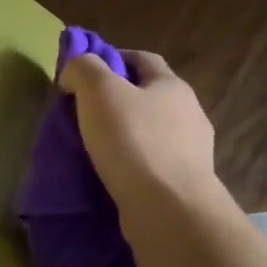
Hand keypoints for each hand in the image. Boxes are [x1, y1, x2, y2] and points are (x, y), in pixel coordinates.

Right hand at [58, 49, 229, 220]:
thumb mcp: (99, 92)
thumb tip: (74, 71)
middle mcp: (189, 112)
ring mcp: (191, 149)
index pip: (142, 59)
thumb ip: (84, 69)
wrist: (168, 207)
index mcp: (171, 85)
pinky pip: (152, 161)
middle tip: (84, 112)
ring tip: (96, 147)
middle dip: (118, 98)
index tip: (83, 73)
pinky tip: (114, 172)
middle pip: (149, 95)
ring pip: (152, 130)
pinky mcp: (184, 182)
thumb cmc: (132, 141)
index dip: (112, 58)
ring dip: (126, 133)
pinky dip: (132, 161)